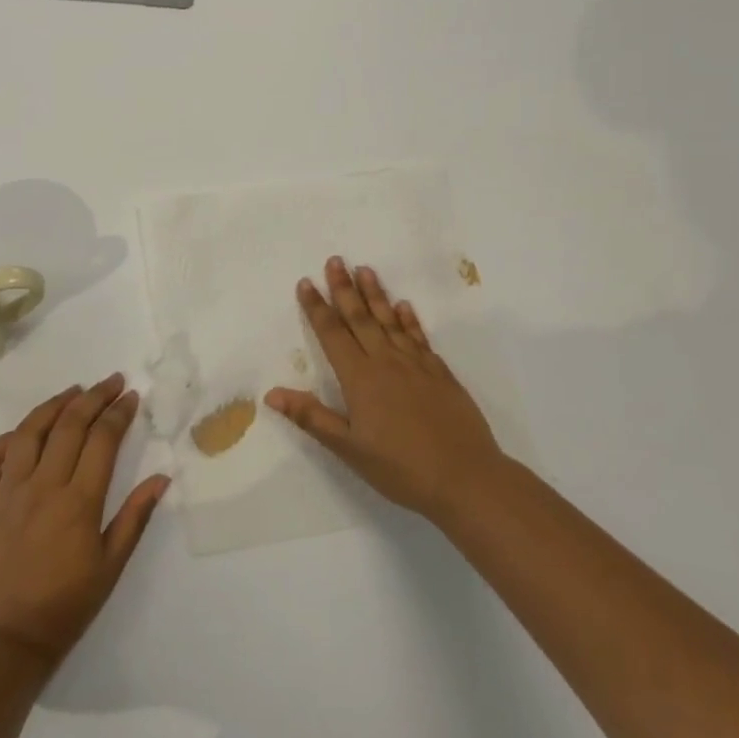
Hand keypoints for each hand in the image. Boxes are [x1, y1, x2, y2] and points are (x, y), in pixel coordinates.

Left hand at [0, 375, 169, 672]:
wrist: (2, 644)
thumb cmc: (64, 608)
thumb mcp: (110, 567)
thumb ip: (135, 518)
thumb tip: (161, 478)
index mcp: (78, 502)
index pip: (102, 440)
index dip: (118, 413)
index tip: (131, 396)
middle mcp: (42, 486)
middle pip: (69, 425)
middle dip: (94, 397)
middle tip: (111, 382)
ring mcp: (7, 492)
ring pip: (29, 432)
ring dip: (53, 404)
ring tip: (73, 391)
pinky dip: (5, 439)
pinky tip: (22, 433)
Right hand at [265, 258, 504, 522]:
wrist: (466, 477)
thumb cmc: (401, 468)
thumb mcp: (349, 448)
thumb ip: (312, 417)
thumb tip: (272, 393)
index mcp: (360, 378)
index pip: (332, 334)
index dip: (317, 308)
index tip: (306, 283)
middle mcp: (387, 362)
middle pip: (361, 317)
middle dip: (344, 288)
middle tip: (335, 260)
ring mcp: (417, 365)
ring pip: (390, 320)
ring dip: (376, 294)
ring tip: (365, 270)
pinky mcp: (440, 373)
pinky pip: (419, 337)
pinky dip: (409, 320)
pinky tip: (404, 307)